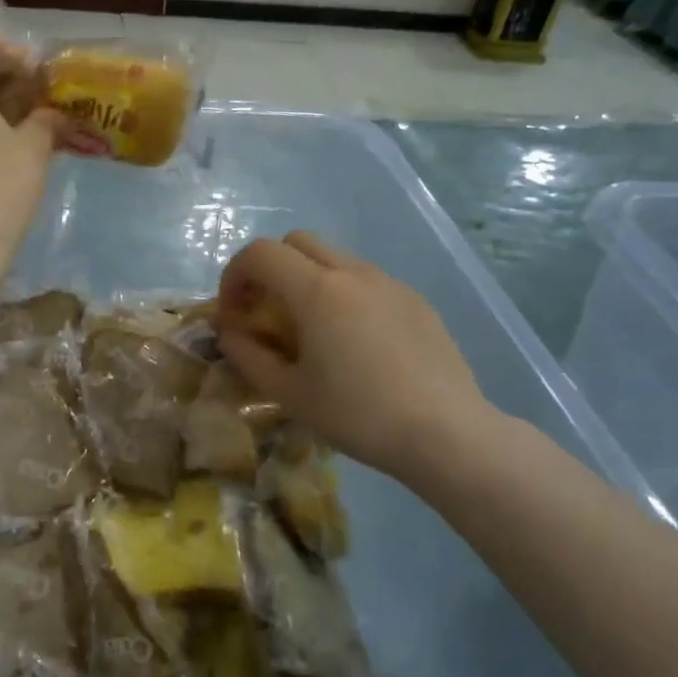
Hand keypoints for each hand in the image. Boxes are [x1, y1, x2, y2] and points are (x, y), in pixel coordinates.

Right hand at [216, 232, 495, 484]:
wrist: (447, 434)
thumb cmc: (359, 415)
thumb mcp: (290, 394)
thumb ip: (249, 357)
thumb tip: (230, 334)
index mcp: (317, 291)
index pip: (260, 253)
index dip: (235, 274)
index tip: (233, 311)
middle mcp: (353, 273)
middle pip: (296, 242)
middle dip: (270, 267)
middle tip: (265, 310)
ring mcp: (389, 283)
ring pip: (334, 257)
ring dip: (307, 278)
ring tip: (310, 328)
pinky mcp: (415, 300)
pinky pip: (366, 280)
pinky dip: (343, 293)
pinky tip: (354, 341)